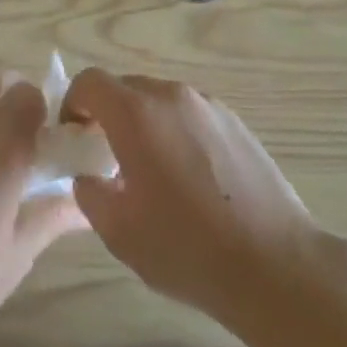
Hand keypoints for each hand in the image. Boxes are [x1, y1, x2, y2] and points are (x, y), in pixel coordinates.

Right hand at [62, 69, 319, 324]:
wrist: (273, 264)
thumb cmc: (187, 248)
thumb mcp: (119, 232)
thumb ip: (90, 193)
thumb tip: (89, 175)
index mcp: (136, 113)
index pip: (90, 82)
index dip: (73, 104)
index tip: (75, 139)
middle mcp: (171, 95)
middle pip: (125, 88)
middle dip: (108, 115)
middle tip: (108, 159)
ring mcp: (207, 104)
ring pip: (159, 100)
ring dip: (144, 123)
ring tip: (153, 172)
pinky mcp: (234, 120)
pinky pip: (189, 113)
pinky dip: (176, 131)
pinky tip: (191, 179)